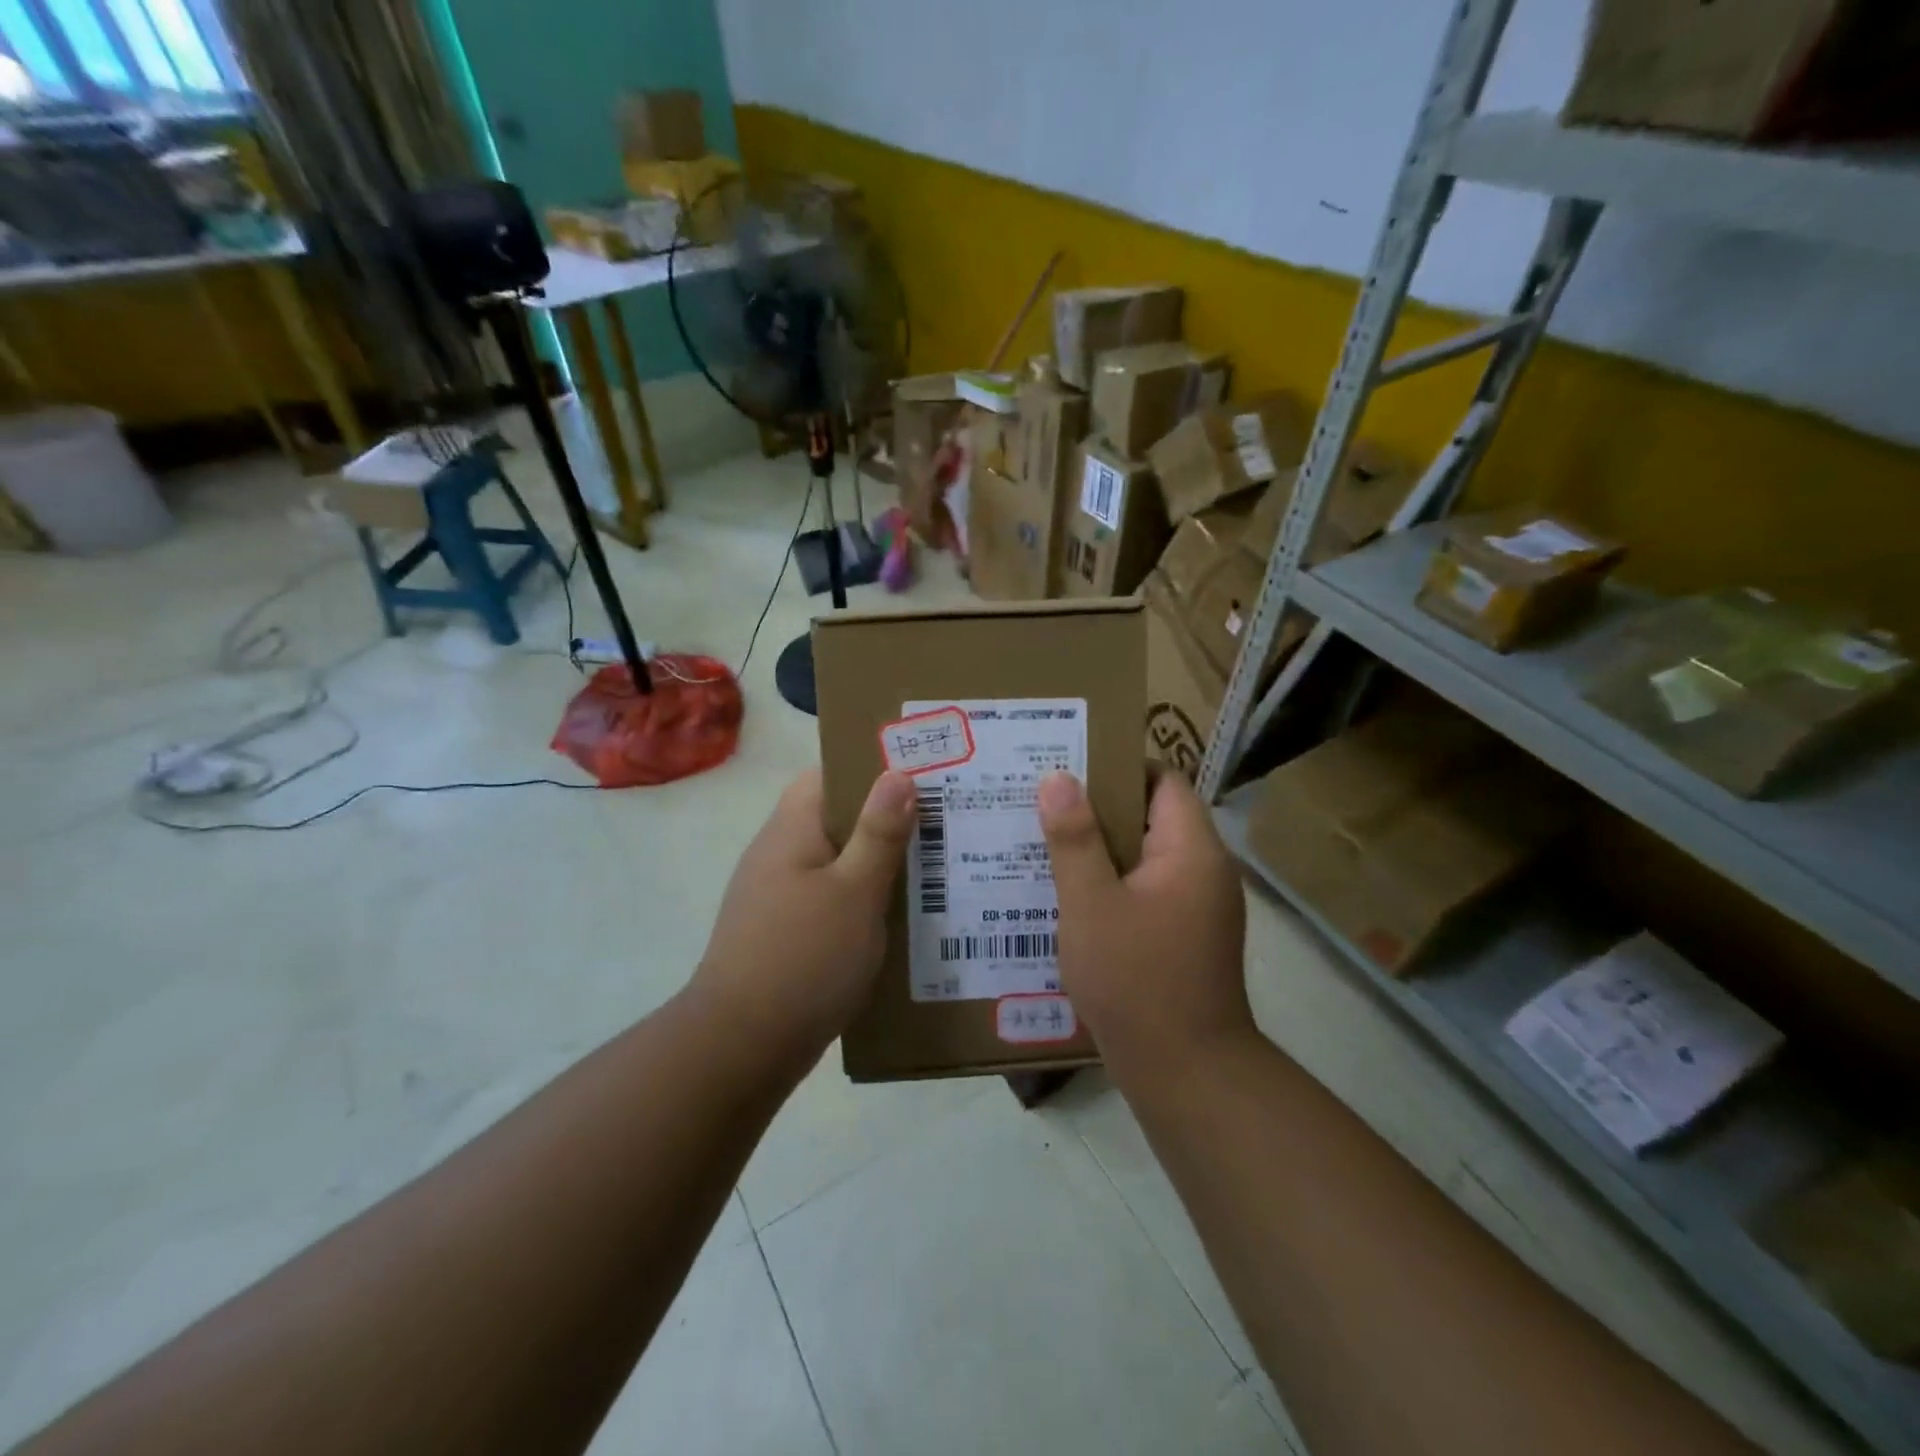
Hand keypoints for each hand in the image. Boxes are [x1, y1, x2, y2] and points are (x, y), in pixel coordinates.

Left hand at [692, 768, 915, 1064]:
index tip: (923, 770)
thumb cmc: (803, 958)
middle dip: (889, 817)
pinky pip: (835, 899)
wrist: (742, 1048)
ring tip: (937, 863)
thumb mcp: (854, 892)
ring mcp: (781, 896)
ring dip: (881, 861)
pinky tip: (904, 915)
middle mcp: (781, 854)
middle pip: (839, 818)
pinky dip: (867, 899)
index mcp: (791, 830)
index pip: (829, 775)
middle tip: (944, 818)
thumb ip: (879, 833)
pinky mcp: (788, 933)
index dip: (872, 766)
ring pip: (840, 862)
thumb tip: (898, 772)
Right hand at [1039, 770, 1254, 1083]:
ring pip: (1144, 857)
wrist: (1186, 1074)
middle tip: (1042, 803)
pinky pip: (1146, 890)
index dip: (1117, 767)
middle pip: (1151, 816)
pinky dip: (1112, 884)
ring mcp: (1198, 906)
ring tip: (1044, 841)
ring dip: (1100, 849)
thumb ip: (1074, 838)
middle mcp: (1204, 870)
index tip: (1067, 766)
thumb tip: (1058, 778)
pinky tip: (1068, 895)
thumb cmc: (1136, 979)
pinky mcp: (1186, 936)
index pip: (1162, 780)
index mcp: (1191, 850)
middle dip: (1097, 808)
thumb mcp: (1091, 904)